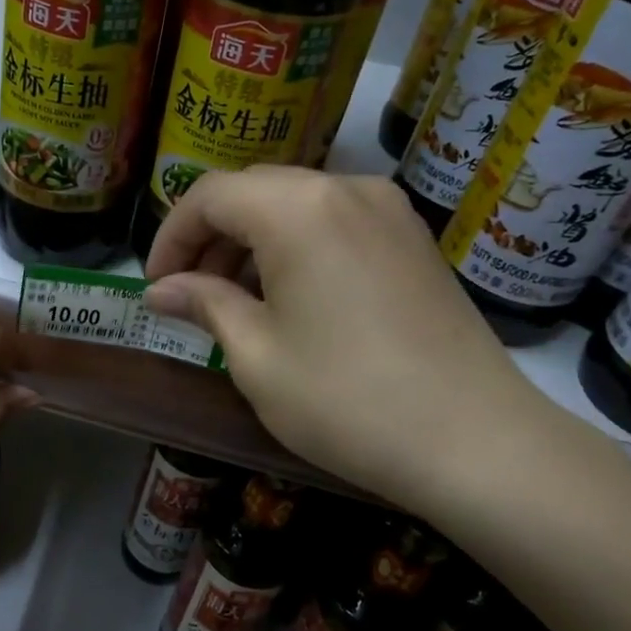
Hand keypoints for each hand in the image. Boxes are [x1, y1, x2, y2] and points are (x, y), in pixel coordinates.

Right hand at [143, 168, 548, 513]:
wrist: (475, 442)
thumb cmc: (345, 399)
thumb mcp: (256, 355)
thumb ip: (204, 305)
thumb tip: (160, 290)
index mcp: (297, 208)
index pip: (209, 196)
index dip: (171, 237)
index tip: (155, 286)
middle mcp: (344, 188)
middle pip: (253, 192)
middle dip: (210, 238)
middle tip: (189, 295)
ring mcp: (388, 210)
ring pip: (295, 205)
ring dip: (252, 242)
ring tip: (234, 301)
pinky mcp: (413, 239)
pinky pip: (335, 223)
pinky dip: (296, 248)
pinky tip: (289, 299)